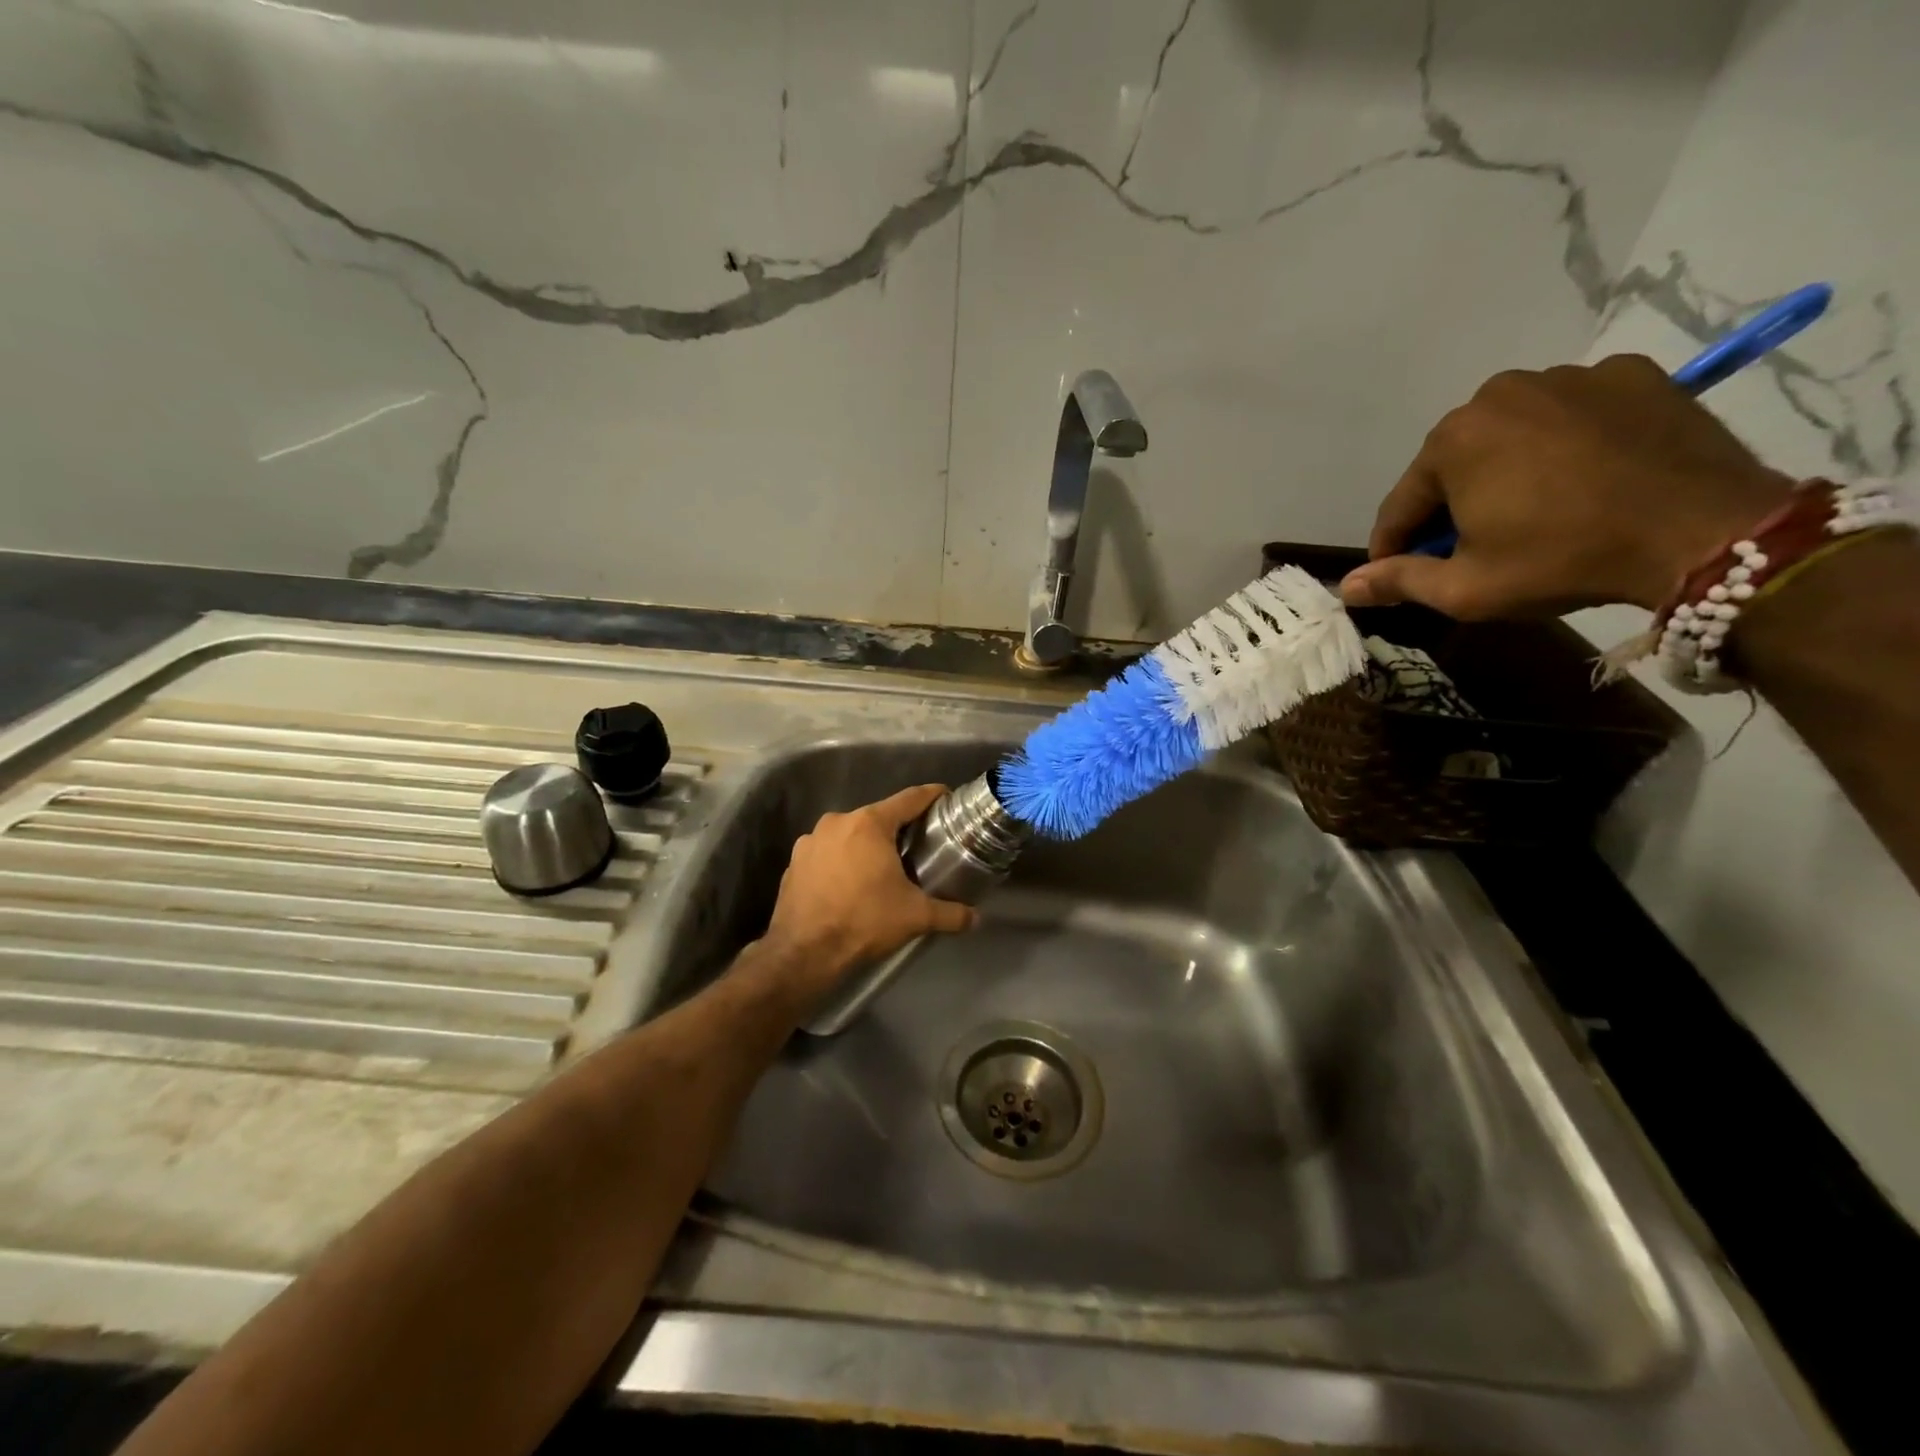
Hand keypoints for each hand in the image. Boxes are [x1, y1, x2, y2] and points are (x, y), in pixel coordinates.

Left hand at [760, 784, 978, 998]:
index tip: (947, 798)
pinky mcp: (794, 862)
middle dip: (899, 829)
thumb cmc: (864, 922)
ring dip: (867, 846)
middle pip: (878, 817)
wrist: (803, 953)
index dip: (932, 796)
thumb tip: (976, 918)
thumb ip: (950, 913)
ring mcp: (810, 840)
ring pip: (850, 834)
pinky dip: (841, 862)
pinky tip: (850, 884)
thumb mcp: (915, 917)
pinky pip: (827, 853)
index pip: (909, 798)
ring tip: (883, 869)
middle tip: (919, 846)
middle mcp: (837, 822)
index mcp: (869, 824)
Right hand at [1340, 354, 1795, 617]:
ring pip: (1510, 436)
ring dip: (1503, 473)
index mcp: (1452, 440)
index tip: (1397, 575)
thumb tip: (1347, 587)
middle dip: (1450, 506)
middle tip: (1469, 548)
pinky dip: (1562, 446)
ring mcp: (1570, 376)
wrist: (1705, 530)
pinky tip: (1580, 480)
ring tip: (1529, 513)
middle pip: (1453, 464)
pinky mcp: (1631, 375)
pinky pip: (1570, 415)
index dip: (1395, 546)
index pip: (1402, 504)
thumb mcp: (1465, 588)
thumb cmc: (1562, 559)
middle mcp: (1501, 392)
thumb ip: (1399, 581)